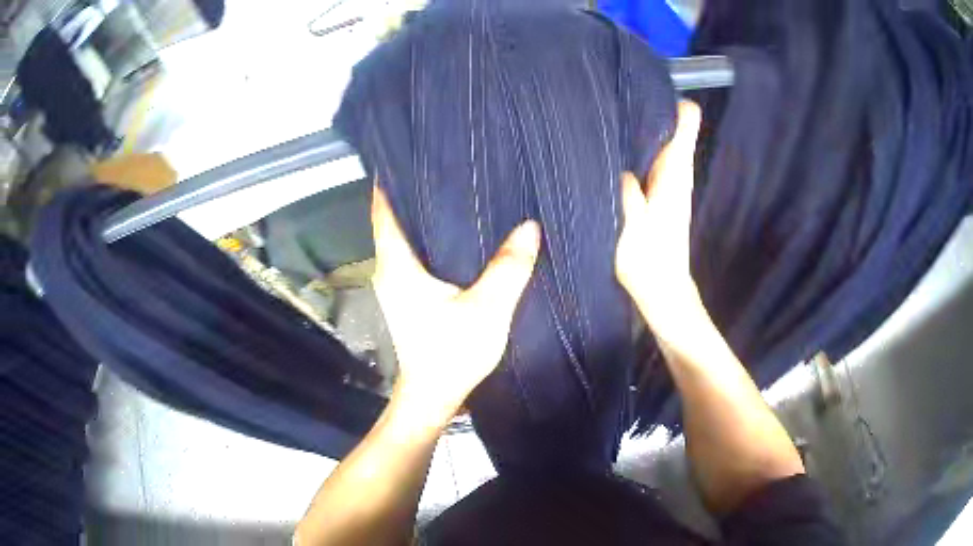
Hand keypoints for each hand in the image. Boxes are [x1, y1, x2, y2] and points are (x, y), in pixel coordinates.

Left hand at [371, 186, 540, 423]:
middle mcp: (390, 269)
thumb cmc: (452, 353)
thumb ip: (509, 268)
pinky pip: (415, 255)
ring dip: (422, 216)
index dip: (389, 182)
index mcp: (398, 265)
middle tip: (442, 166)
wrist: (435, 395)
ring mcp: (396, 284)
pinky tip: (457, 233)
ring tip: (453, 190)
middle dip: (412, 192)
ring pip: (404, 238)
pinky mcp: (409, 297)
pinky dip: (430, 239)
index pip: (383, 211)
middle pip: (393, 220)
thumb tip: (530, 227)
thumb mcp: (487, 309)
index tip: (405, 156)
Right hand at [616, 100, 702, 347]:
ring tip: (609, 110)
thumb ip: (626, 196)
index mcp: (674, 176)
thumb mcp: (631, 231)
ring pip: (658, 143)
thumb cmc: (650, 266)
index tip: (647, 86)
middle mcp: (675, 174)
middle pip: (670, 128)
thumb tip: (618, 166)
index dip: (670, 102)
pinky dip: (637, 148)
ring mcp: (668, 184)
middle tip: (615, 92)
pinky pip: (650, 159)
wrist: (663, 295)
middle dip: (649, 109)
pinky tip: (614, 146)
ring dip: (641, 128)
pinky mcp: (658, 195)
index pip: (684, 126)